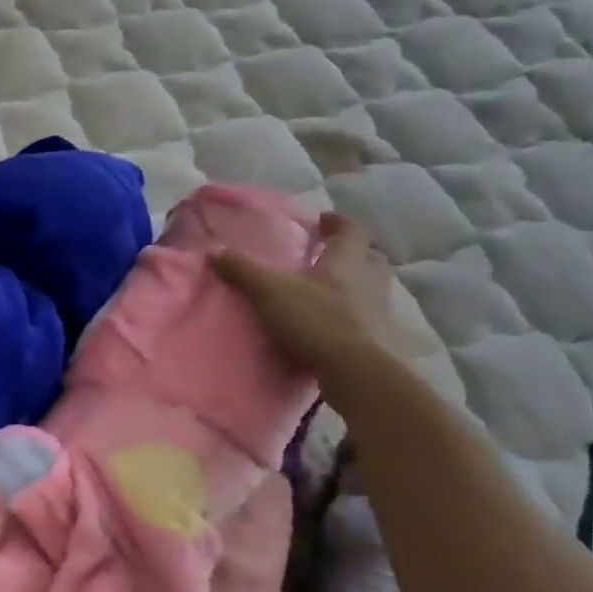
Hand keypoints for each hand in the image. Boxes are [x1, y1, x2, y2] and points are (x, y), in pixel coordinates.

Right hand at [213, 211, 393, 385]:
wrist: (354, 371)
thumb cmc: (315, 318)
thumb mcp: (269, 291)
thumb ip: (242, 270)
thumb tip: (213, 251)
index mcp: (346, 261)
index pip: (351, 231)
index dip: (337, 223)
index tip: (323, 220)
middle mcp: (369, 281)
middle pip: (368, 258)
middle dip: (350, 254)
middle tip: (328, 256)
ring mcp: (378, 311)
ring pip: (370, 288)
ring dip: (353, 285)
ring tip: (327, 292)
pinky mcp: (378, 340)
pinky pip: (367, 318)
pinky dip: (352, 316)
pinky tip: (333, 324)